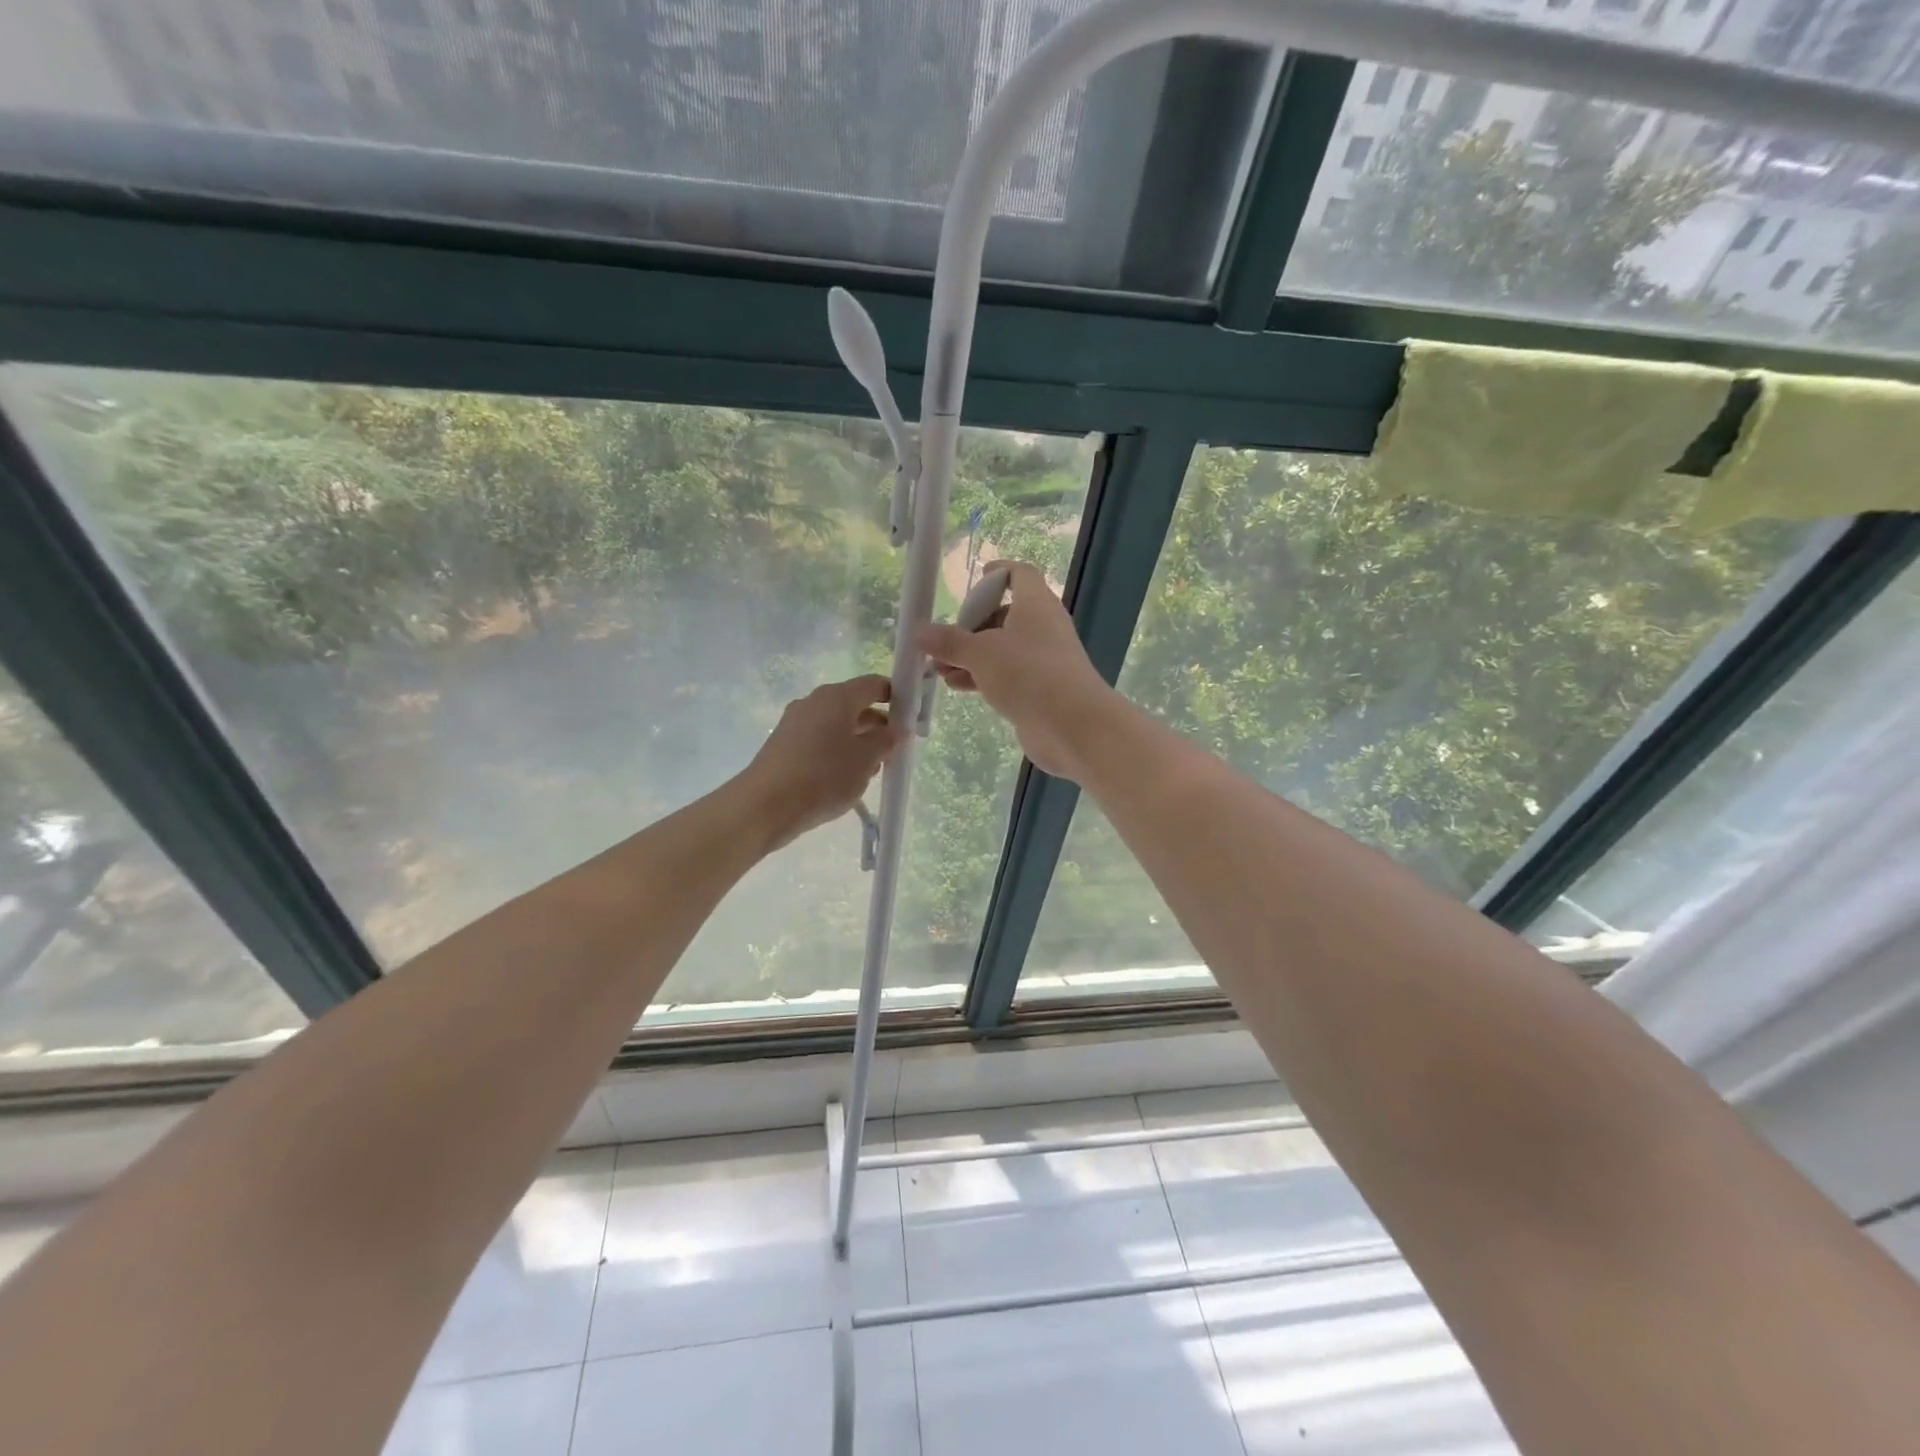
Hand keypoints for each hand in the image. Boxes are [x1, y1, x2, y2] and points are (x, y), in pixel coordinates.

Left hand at [738, 675, 901, 851]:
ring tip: (872, 771)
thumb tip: (896, 728)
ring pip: (837, 725)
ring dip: (858, 742)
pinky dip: (837, 752)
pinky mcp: (784, 745)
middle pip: (854, 705)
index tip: (912, 718)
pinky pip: (820, 741)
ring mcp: (795, 723)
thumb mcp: (866, 759)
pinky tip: (844, 779)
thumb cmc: (823, 776)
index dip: (895, 696)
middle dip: (878, 725)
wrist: (764, 806)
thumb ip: (886, 739)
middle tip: (895, 751)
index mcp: (836, 697)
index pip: (873, 684)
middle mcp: (814, 702)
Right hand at [916, 561, 1117, 781]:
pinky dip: (982, 676)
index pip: (1019, 574)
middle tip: (943, 639)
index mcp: (1036, 604)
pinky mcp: (1041, 690)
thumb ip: (949, 641)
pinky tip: (956, 686)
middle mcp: (1043, 627)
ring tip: (938, 668)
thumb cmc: (1028, 674)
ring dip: (971, 656)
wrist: (1072, 726)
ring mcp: (1044, 660)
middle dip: (971, 626)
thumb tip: (918, 631)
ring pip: (1002, 648)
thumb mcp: (980, 653)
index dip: (997, 573)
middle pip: (1005, 614)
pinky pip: (1007, 675)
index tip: (975, 578)